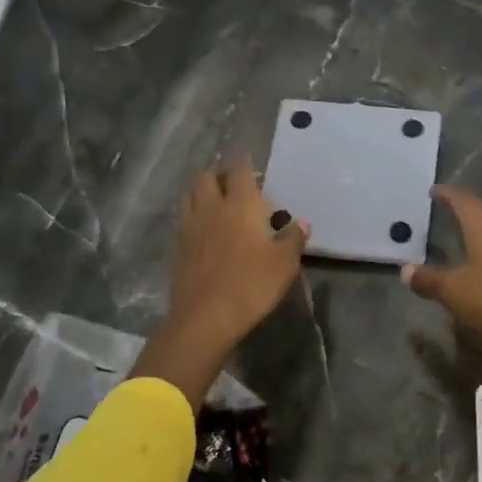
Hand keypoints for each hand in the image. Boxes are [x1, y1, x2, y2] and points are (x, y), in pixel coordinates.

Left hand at [133, 158, 309, 407]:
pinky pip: (185, 218)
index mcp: (240, 205)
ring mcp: (191, 227)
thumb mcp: (285, 263)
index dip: (246, 164)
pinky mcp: (179, 247)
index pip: (240, 171)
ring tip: (218, 202)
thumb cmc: (252, 285)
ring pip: (191, 195)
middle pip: (207, 177)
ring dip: (204, 192)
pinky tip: (207, 229)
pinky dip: (195, 214)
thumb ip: (294, 238)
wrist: (206, 317)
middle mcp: (212, 208)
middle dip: (220, 174)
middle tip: (235, 185)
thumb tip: (302, 222)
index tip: (253, 165)